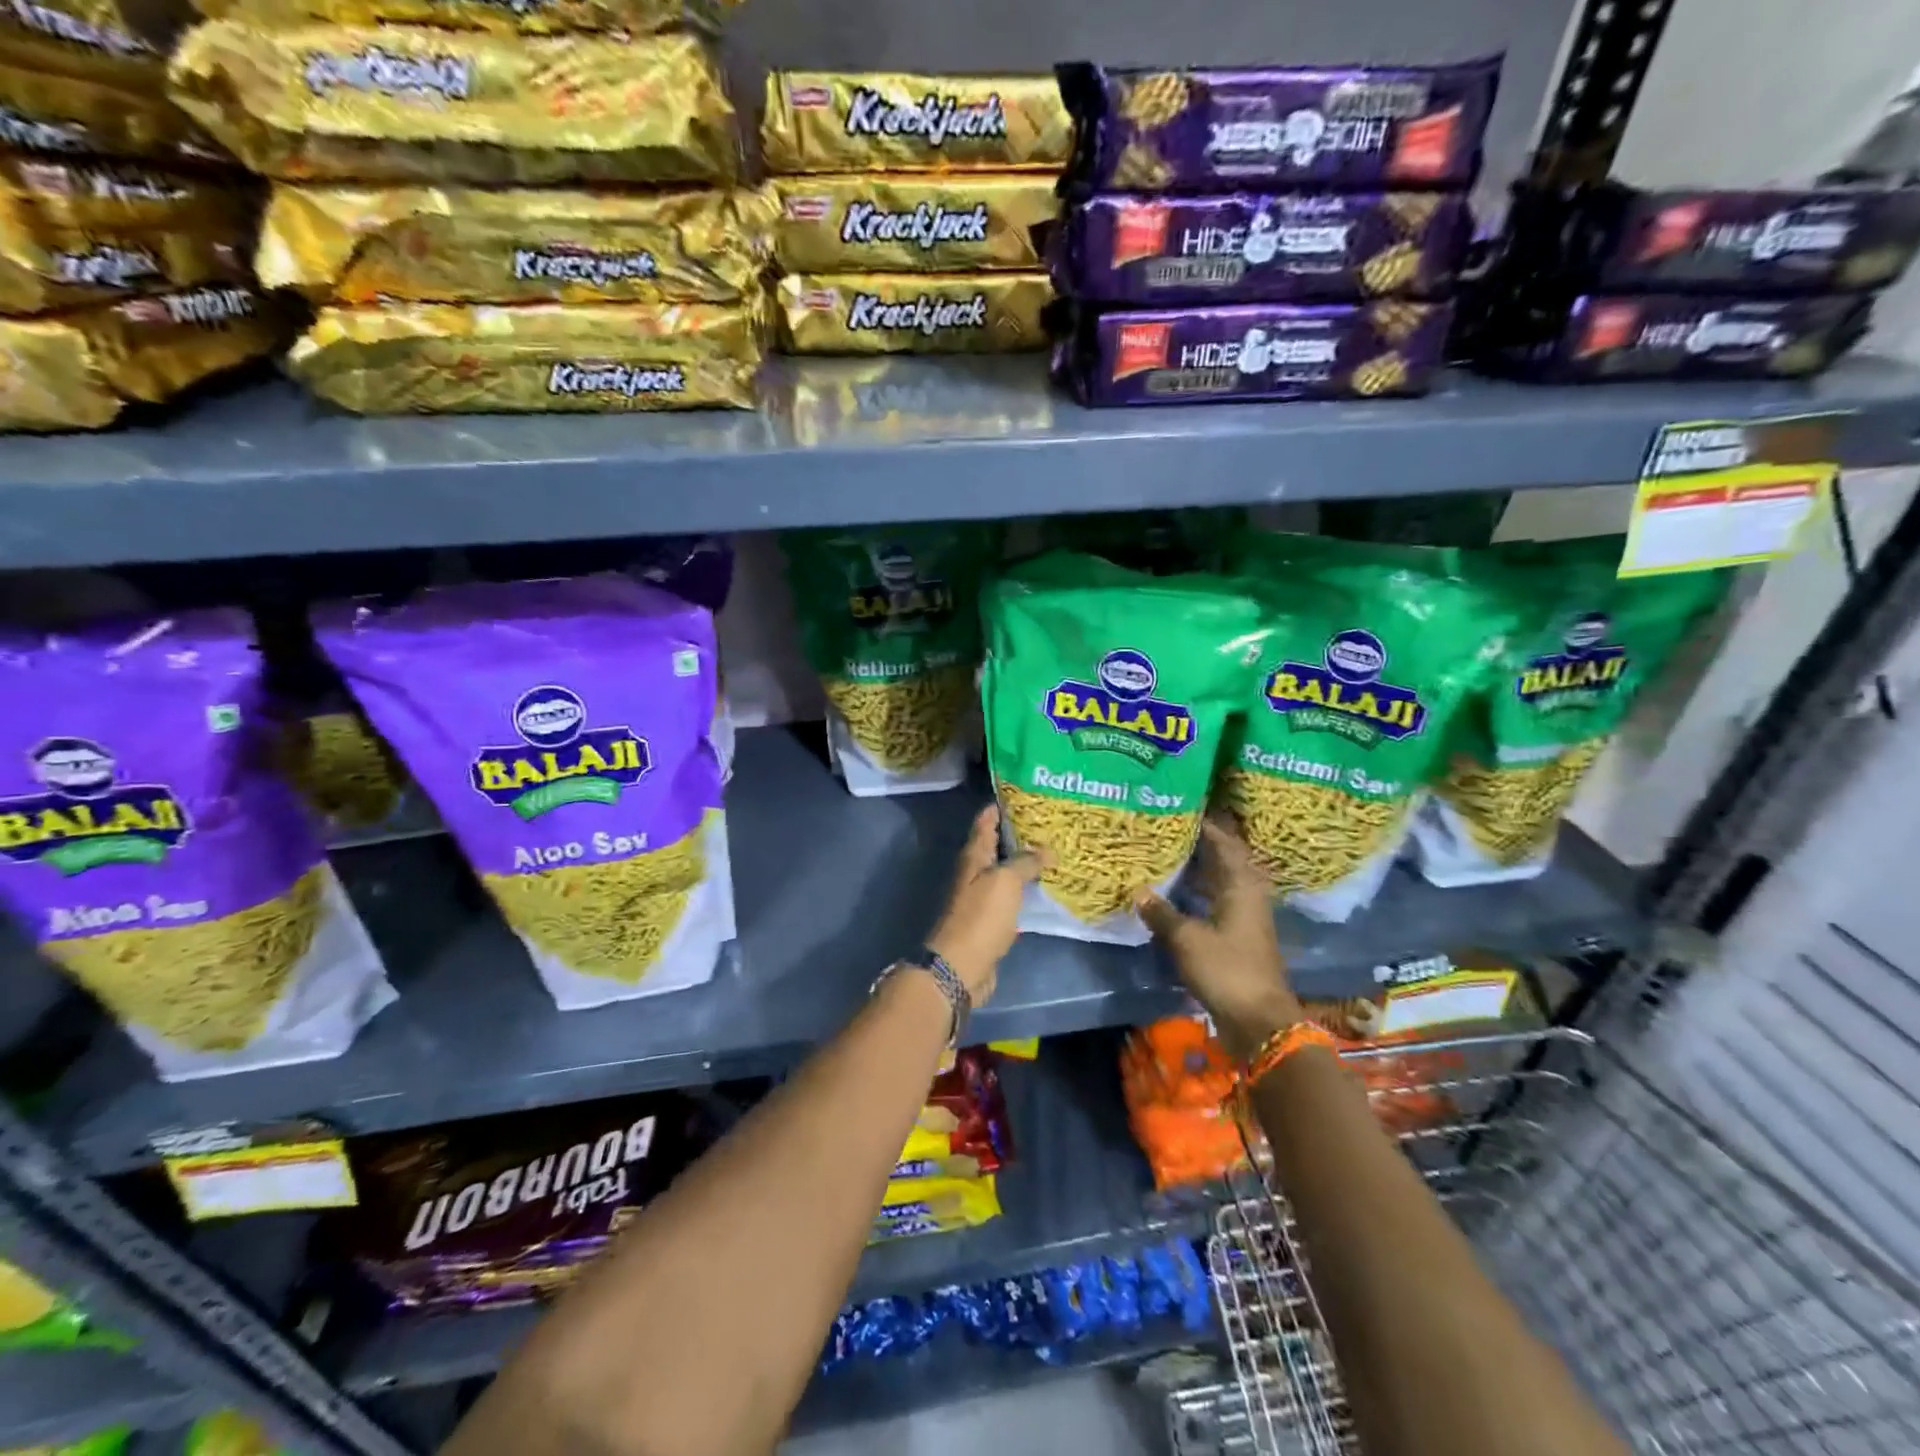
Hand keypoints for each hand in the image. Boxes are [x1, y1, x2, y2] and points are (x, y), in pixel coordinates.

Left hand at [924, 805, 1046, 1005]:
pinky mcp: (990, 920)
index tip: (1024, 794)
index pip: (985, 821)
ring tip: (1052, 851)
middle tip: (1049, 822)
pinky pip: (1010, 895)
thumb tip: (1047, 849)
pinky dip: (1024, 887)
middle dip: (1018, 833)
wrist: (962, 965)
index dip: (1001, 806)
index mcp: (974, 856)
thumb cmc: (981, 917)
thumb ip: (1026, 862)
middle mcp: (975, 872)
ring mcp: (981, 897)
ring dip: (1023, 861)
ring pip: (1004, 871)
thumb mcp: (1006, 881)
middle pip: (995, 845)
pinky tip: (1043, 886)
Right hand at [1135, 817, 1301, 1060]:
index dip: (1207, 825)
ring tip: (1173, 851)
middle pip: (1227, 859)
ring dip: (1202, 866)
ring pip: (1223, 880)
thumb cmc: (1226, 970)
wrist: (1259, 1020)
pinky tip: (1179, 891)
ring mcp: (1246, 917)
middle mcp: (1248, 895)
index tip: (1184, 808)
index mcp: (1241, 886)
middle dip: (1204, 841)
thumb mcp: (1187, 939)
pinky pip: (1219, 900)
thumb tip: (1139, 891)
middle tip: (1175, 826)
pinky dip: (1200, 890)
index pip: (1225, 843)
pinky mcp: (1240, 936)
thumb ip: (1162, 913)